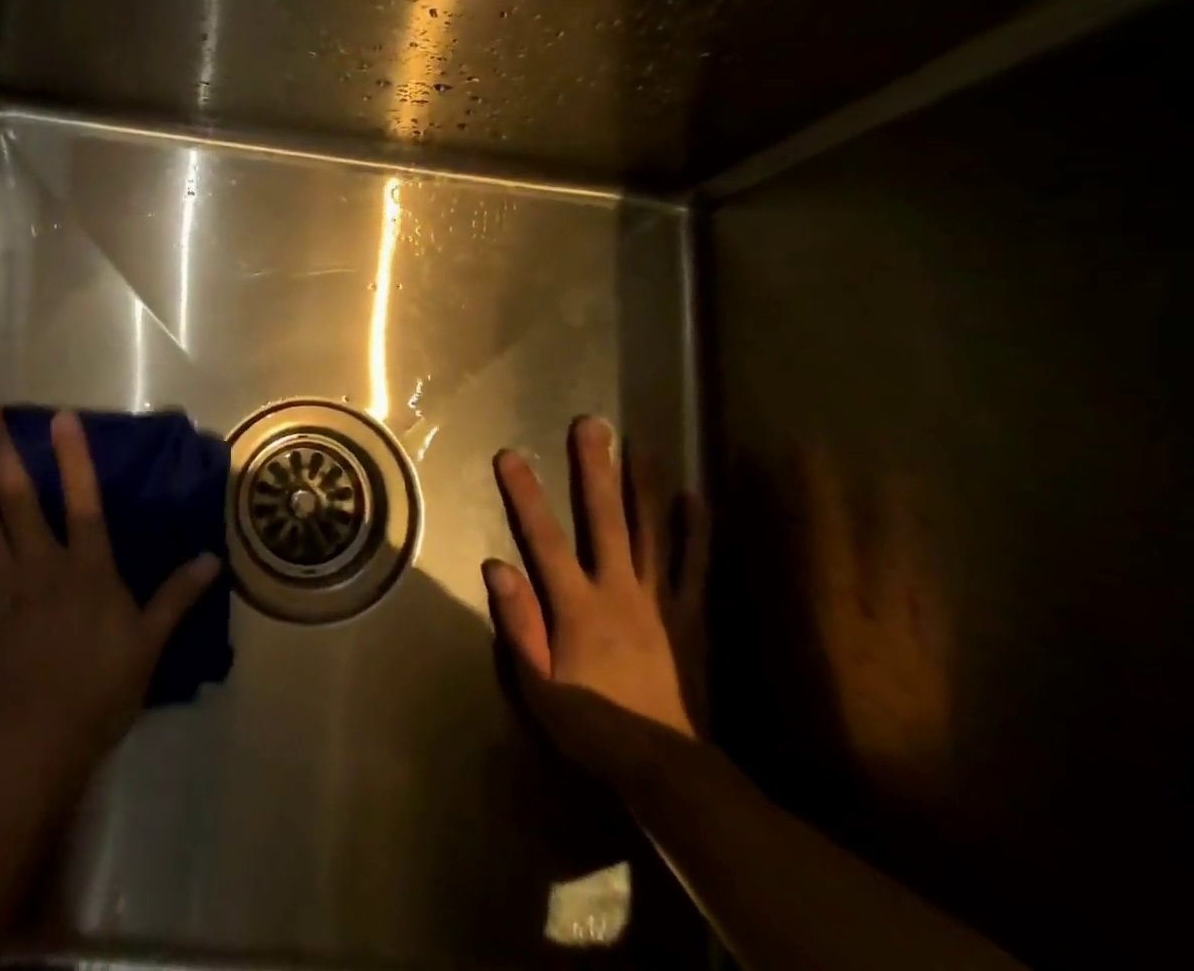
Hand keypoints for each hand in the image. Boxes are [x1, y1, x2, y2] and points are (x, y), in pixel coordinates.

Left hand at [0, 408, 220, 769]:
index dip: (74, 458)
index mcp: (86, 568)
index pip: (84, 502)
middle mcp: (40, 566)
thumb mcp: (149, 643)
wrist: (35, 745)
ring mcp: (0, 590)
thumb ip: (177, 597)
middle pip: (18, 501)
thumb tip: (212, 560)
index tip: (59, 416)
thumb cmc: (100, 691)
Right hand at [483, 415, 706, 781]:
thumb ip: (519, 624)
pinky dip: (696, 532)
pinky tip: (696, 498)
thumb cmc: (590, 724)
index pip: (543, 539)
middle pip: (605, 519)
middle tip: (592, 425)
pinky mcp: (689, 616)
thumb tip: (497, 566)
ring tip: (643, 445)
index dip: (525, 495)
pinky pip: (694, 568)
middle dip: (596, 469)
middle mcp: (619, 590)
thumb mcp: (537, 685)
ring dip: (645, 486)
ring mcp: (659, 600)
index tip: (510, 455)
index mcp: (577, 605)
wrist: (665, 768)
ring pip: (652, 532)